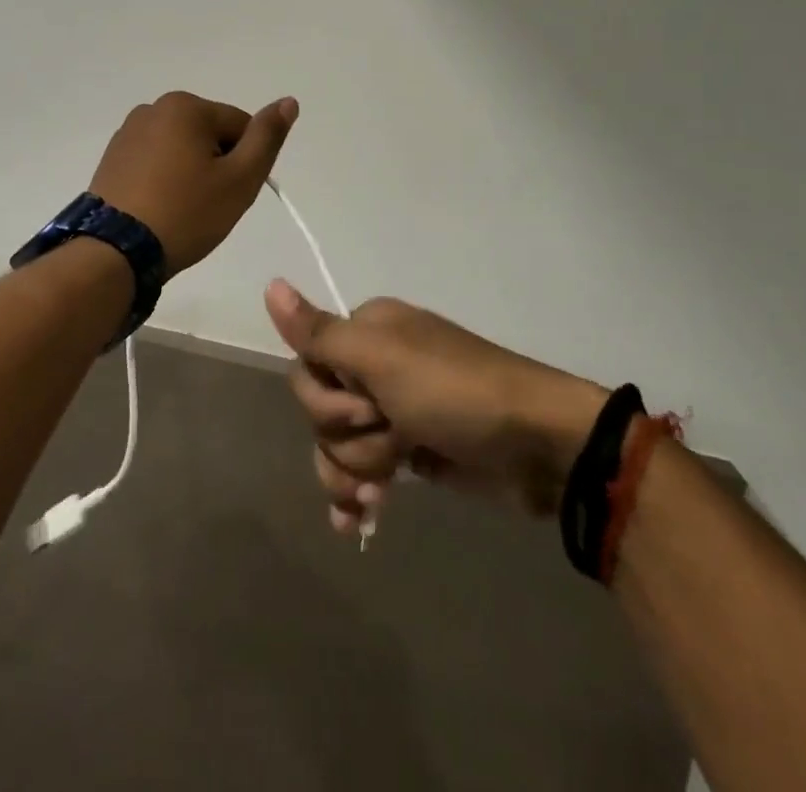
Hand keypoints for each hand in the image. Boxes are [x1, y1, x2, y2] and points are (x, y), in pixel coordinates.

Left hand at [90, 91, 298, 275]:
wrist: (116, 252)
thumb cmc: (186, 213)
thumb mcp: (240, 178)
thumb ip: (267, 137)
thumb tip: (289, 102)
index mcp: (186, 106)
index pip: (240, 127)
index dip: (244, 163)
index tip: (230, 194)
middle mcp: (153, 108)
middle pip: (210, 134)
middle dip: (217, 166)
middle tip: (208, 205)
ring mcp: (128, 133)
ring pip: (182, 149)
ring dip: (191, 173)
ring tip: (182, 210)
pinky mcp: (112, 158)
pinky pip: (155, 162)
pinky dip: (165, 180)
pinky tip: (160, 208)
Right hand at [265, 283, 607, 533]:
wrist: (536, 446)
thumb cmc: (454, 394)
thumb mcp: (381, 359)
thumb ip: (319, 333)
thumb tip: (269, 284)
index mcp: (366, 331)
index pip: (305, 366)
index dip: (324, 399)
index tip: (364, 405)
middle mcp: (374, 366)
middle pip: (319, 411)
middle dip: (347, 437)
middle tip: (392, 435)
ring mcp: (392, 410)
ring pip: (338, 446)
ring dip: (357, 470)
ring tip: (391, 482)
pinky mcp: (409, 451)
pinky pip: (362, 472)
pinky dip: (357, 495)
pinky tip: (357, 521)